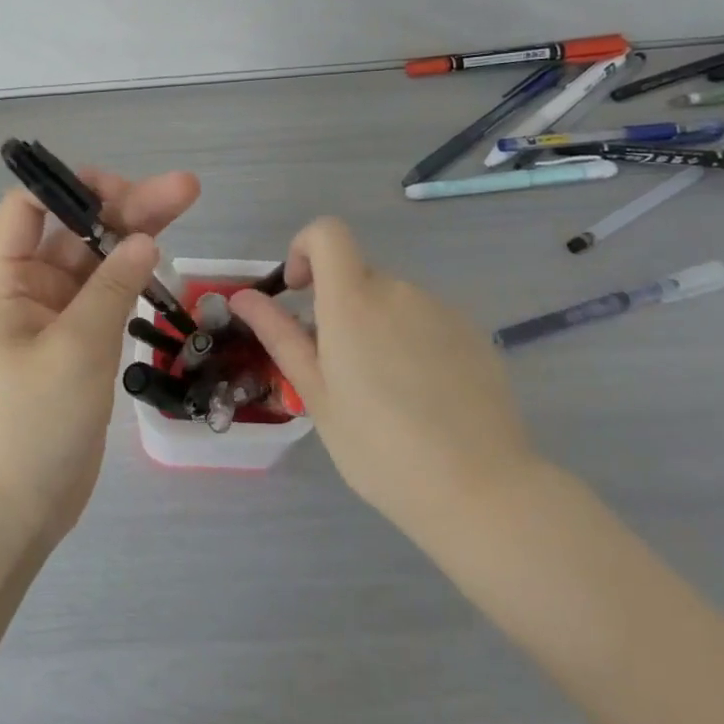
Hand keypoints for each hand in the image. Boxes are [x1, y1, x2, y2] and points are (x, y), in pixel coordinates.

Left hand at [0, 167, 200, 544]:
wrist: (18, 506)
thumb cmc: (32, 422)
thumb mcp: (74, 348)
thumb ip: (112, 288)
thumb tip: (145, 239)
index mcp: (7, 279)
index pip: (27, 207)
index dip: (68, 187)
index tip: (120, 191)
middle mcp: (31, 287)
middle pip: (77, 228)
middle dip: (125, 205)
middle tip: (184, 190)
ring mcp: (60, 315)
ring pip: (99, 258)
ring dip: (137, 233)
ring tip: (186, 203)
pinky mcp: (83, 340)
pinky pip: (109, 293)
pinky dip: (135, 275)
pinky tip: (164, 260)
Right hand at [230, 217, 541, 552]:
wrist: (481, 490)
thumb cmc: (379, 447)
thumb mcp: (317, 394)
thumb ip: (280, 335)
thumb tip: (242, 296)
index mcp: (353, 300)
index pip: (327, 233)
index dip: (306, 248)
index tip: (300, 292)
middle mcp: (399, 291)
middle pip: (358, 276)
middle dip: (340, 308)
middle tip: (341, 372)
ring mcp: (442, 310)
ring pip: (393, 302)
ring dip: (378, 328)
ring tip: (388, 395)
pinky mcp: (473, 334)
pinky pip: (427, 322)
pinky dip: (413, 343)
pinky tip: (426, 399)